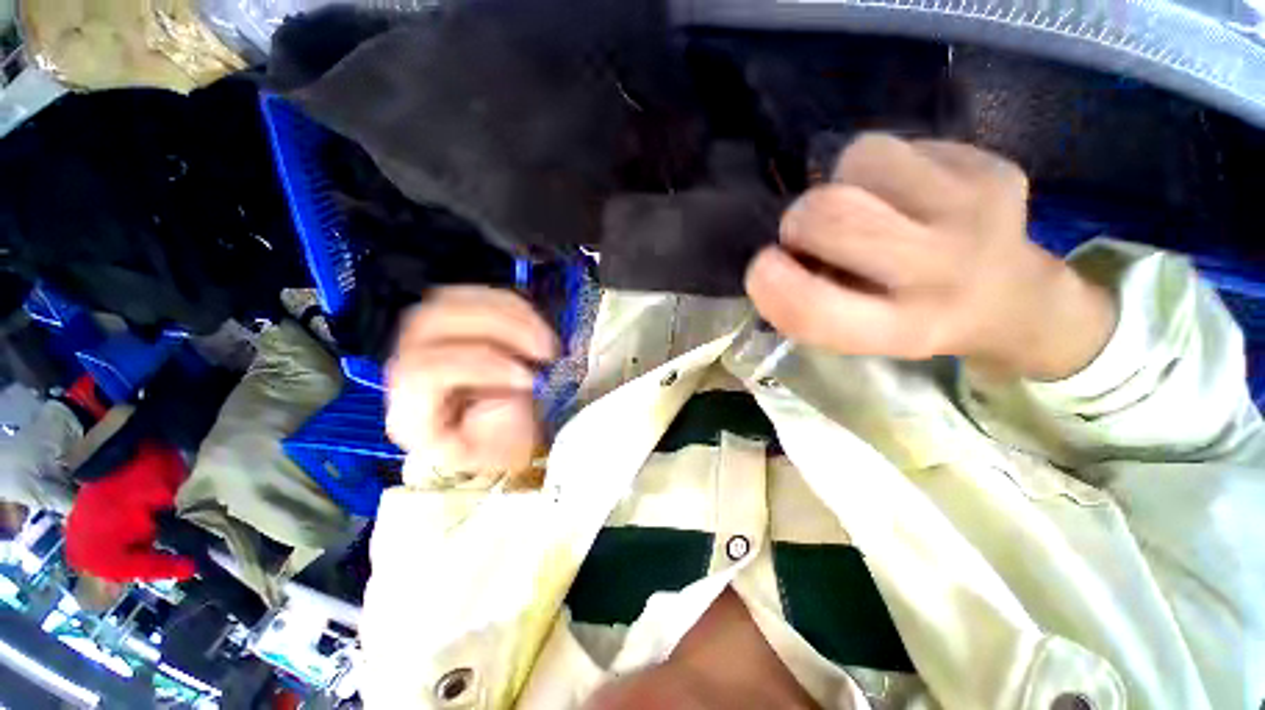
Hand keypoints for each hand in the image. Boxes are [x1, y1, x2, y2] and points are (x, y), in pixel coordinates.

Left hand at [386, 287, 557, 480]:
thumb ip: (505, 418)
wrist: (485, 432)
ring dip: (511, 315)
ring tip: (547, 340)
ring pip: (453, 300)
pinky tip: (537, 327)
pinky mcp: (449, 320)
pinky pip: (476, 295)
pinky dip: (514, 306)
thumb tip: (522, 379)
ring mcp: (425, 337)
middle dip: (500, 329)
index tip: (530, 379)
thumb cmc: (493, 445)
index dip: (481, 366)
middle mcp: (407, 365)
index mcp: (411, 410)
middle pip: (432, 322)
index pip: (426, 371)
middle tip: (545, 350)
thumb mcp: (499, 449)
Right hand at [745, 134, 1115, 379]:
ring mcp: (977, 211)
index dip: (769, 283)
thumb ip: (811, 301)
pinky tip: (905, 192)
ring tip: (867, 206)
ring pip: (860, 159)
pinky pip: (898, 144)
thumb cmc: (912, 318)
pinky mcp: (993, 167)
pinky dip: (880, 167)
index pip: (811, 308)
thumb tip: (782, 253)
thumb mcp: (857, 333)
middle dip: (799, 220)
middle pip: (829, 215)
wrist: (1011, 298)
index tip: (764, 265)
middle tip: (812, 232)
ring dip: (842, 182)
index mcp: (898, 329)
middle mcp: (942, 273)